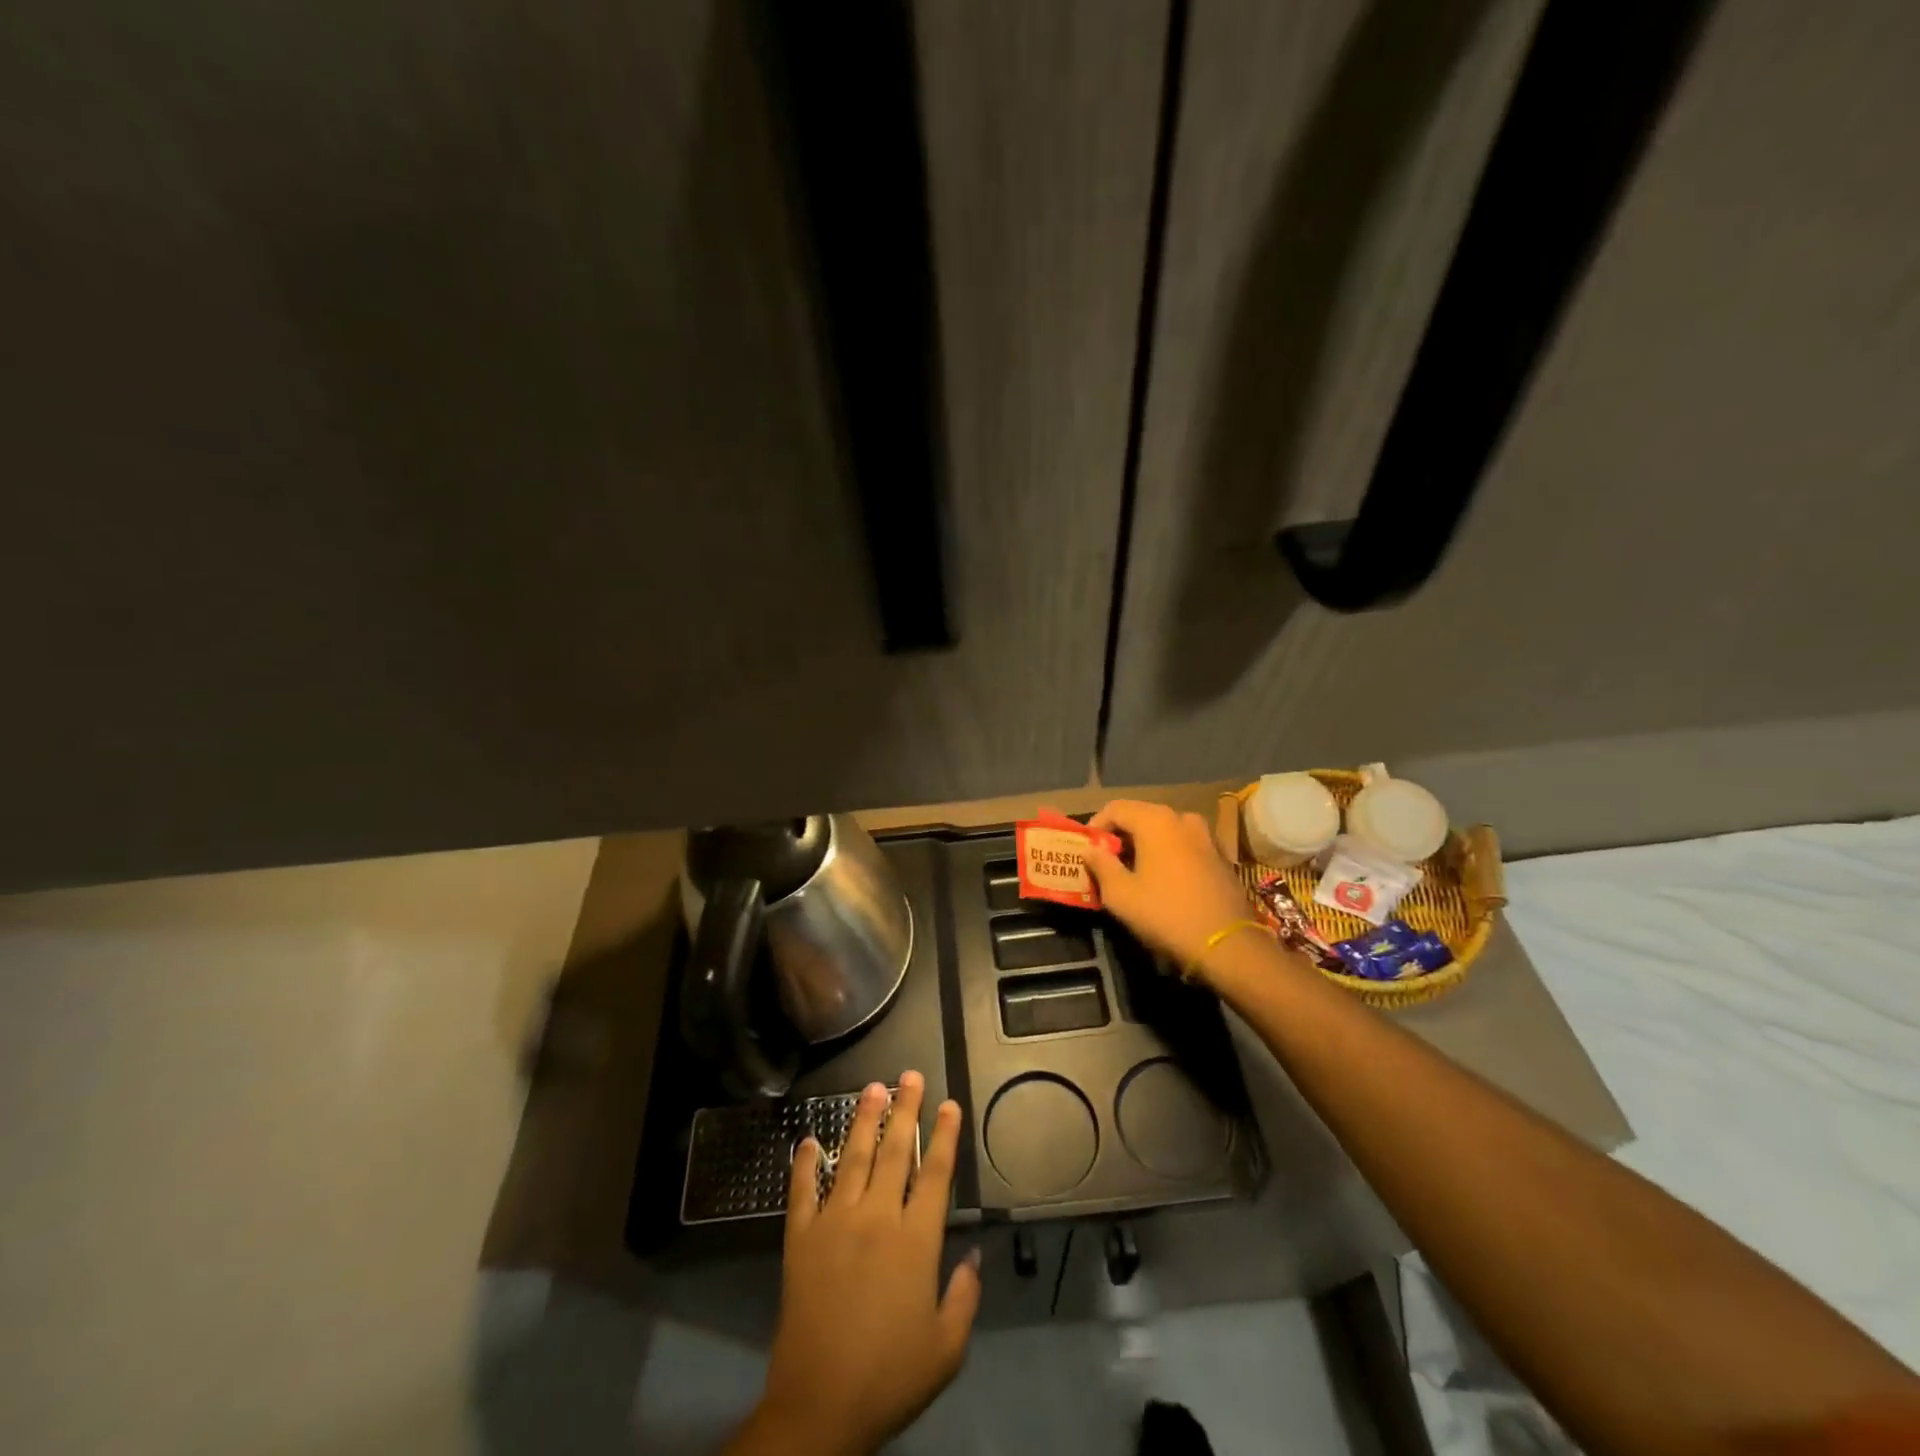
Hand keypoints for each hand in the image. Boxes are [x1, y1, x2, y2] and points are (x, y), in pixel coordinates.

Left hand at [731, 1072, 980, 1455]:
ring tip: (872, 1087)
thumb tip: (973, 1255)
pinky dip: (804, 1164)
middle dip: (905, 1109)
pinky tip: (807, 1141)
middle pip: (895, 1151)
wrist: (820, 1406)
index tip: (949, 1104)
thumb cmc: (890, 1377)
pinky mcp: (801, 1238)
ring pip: (853, 1158)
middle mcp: (877, 1218)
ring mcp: (835, 1222)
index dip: (945, 1136)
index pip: (935, 1174)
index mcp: (915, 1241)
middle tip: (910, 1075)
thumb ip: (964, 1296)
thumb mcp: (946, 1348)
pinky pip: (802, 1191)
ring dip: (864, 1120)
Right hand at [1082, 800, 1258, 973]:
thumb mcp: (1120, 894)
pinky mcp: (1221, 856)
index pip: (1116, 808)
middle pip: (1142, 816)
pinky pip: (1184, 845)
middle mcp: (1183, 818)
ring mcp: (1206, 836)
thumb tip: (1090, 849)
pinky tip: (1162, 879)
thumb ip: (1101, 865)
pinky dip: (1168, 854)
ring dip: (1145, 844)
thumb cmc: (1166, 914)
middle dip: (1121, 835)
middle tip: (1105, 861)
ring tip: (1133, 870)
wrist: (1228, 945)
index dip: (1096, 826)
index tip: (1087, 849)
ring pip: (1165, 831)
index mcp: (1156, 820)